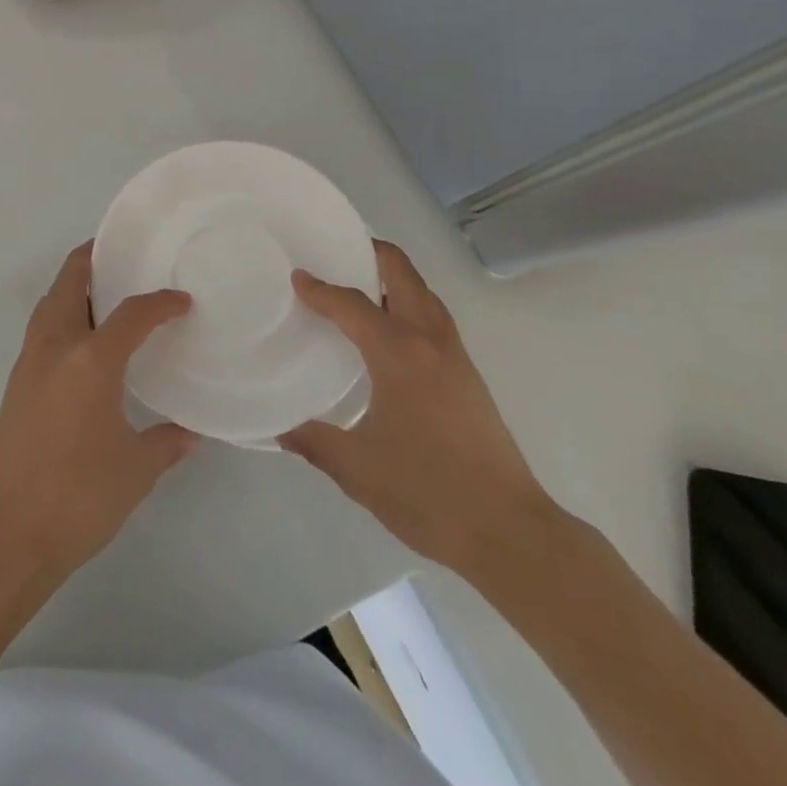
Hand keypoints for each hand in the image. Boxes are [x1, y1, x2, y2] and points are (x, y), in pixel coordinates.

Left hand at [0, 243, 197, 581]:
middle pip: (69, 283)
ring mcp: (29, 364)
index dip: (160, 303)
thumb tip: (192, 431)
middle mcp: (56, 349)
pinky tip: (81, 341)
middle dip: (91, 260)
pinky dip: (61, 315)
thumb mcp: (136, 470)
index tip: (182, 301)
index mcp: (91, 361)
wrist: (7, 534)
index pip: (131, 314)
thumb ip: (167, 442)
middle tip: (119, 254)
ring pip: (49, 304)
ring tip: (101, 289)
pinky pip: (41, 329)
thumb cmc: (79, 497)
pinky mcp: (15, 384)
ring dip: (71, 286)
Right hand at [280, 241, 559, 581]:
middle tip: (336, 254)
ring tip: (359, 285)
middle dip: (371, 253)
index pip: (352, 304)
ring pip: (423, 294)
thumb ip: (313, 441)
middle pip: (402, 274)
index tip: (296, 278)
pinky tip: (389, 334)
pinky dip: (408, 304)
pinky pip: (434, 318)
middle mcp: (429, 341)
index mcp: (398, 353)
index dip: (320, 289)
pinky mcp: (469, 375)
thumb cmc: (427, 492)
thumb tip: (277, 427)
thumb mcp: (356, 469)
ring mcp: (455, 356)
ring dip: (393, 278)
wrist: (509, 531)